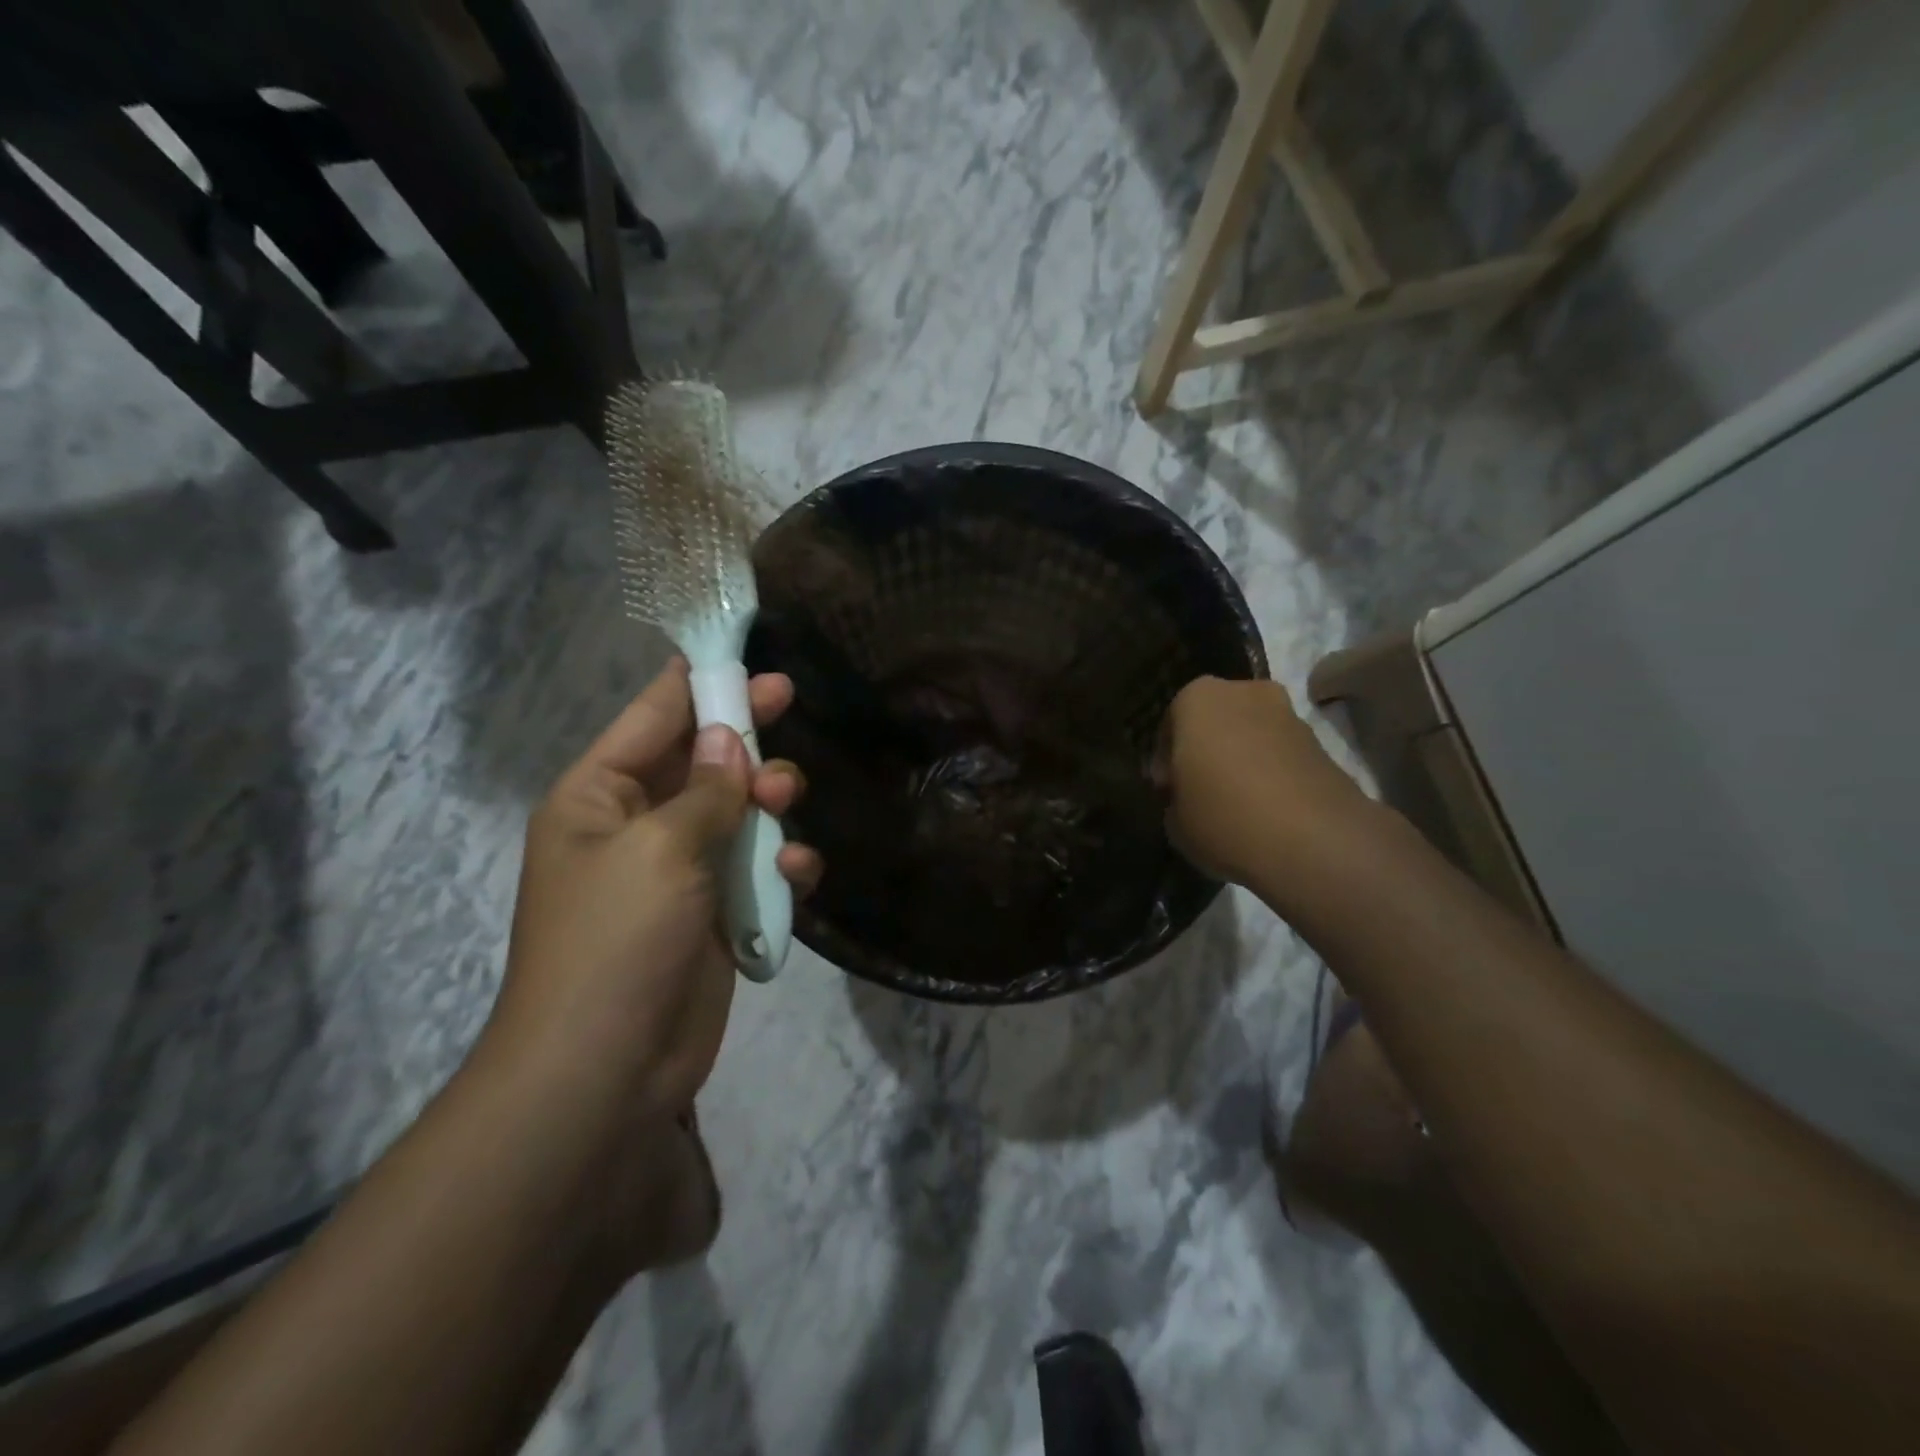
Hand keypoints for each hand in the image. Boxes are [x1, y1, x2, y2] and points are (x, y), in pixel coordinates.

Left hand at [488, 659, 821, 1117]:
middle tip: (786, 703)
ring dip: (769, 803)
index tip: (746, 651)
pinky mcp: (715, 914)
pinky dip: (780, 866)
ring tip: (786, 805)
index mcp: (600, 795)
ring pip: (738, 811)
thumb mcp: (660, 848)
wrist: (606, 1072)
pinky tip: (796, 876)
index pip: (653, 715)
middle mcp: (638, 825)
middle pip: (702, 758)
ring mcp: (679, 872)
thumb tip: (729, 738)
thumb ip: (706, 789)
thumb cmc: (616, 941)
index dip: (699, 680)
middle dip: (743, 737)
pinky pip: (755, 869)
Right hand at [1160, 676, 1367, 885]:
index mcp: (1197, 698)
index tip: (1168, 792)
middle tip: (1200, 792)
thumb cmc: (1223, 817)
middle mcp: (1244, 693)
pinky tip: (1266, 811)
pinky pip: (1281, 756)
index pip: (1170, 725)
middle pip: (1215, 722)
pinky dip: (1271, 775)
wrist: (1314, 841)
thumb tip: (1187, 797)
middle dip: (1207, 751)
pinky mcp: (1322, 744)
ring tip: (1236, 805)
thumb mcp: (1174, 820)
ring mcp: (1289, 715)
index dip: (1165, 761)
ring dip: (1241, 761)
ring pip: (1251, 736)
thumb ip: (1175, 798)